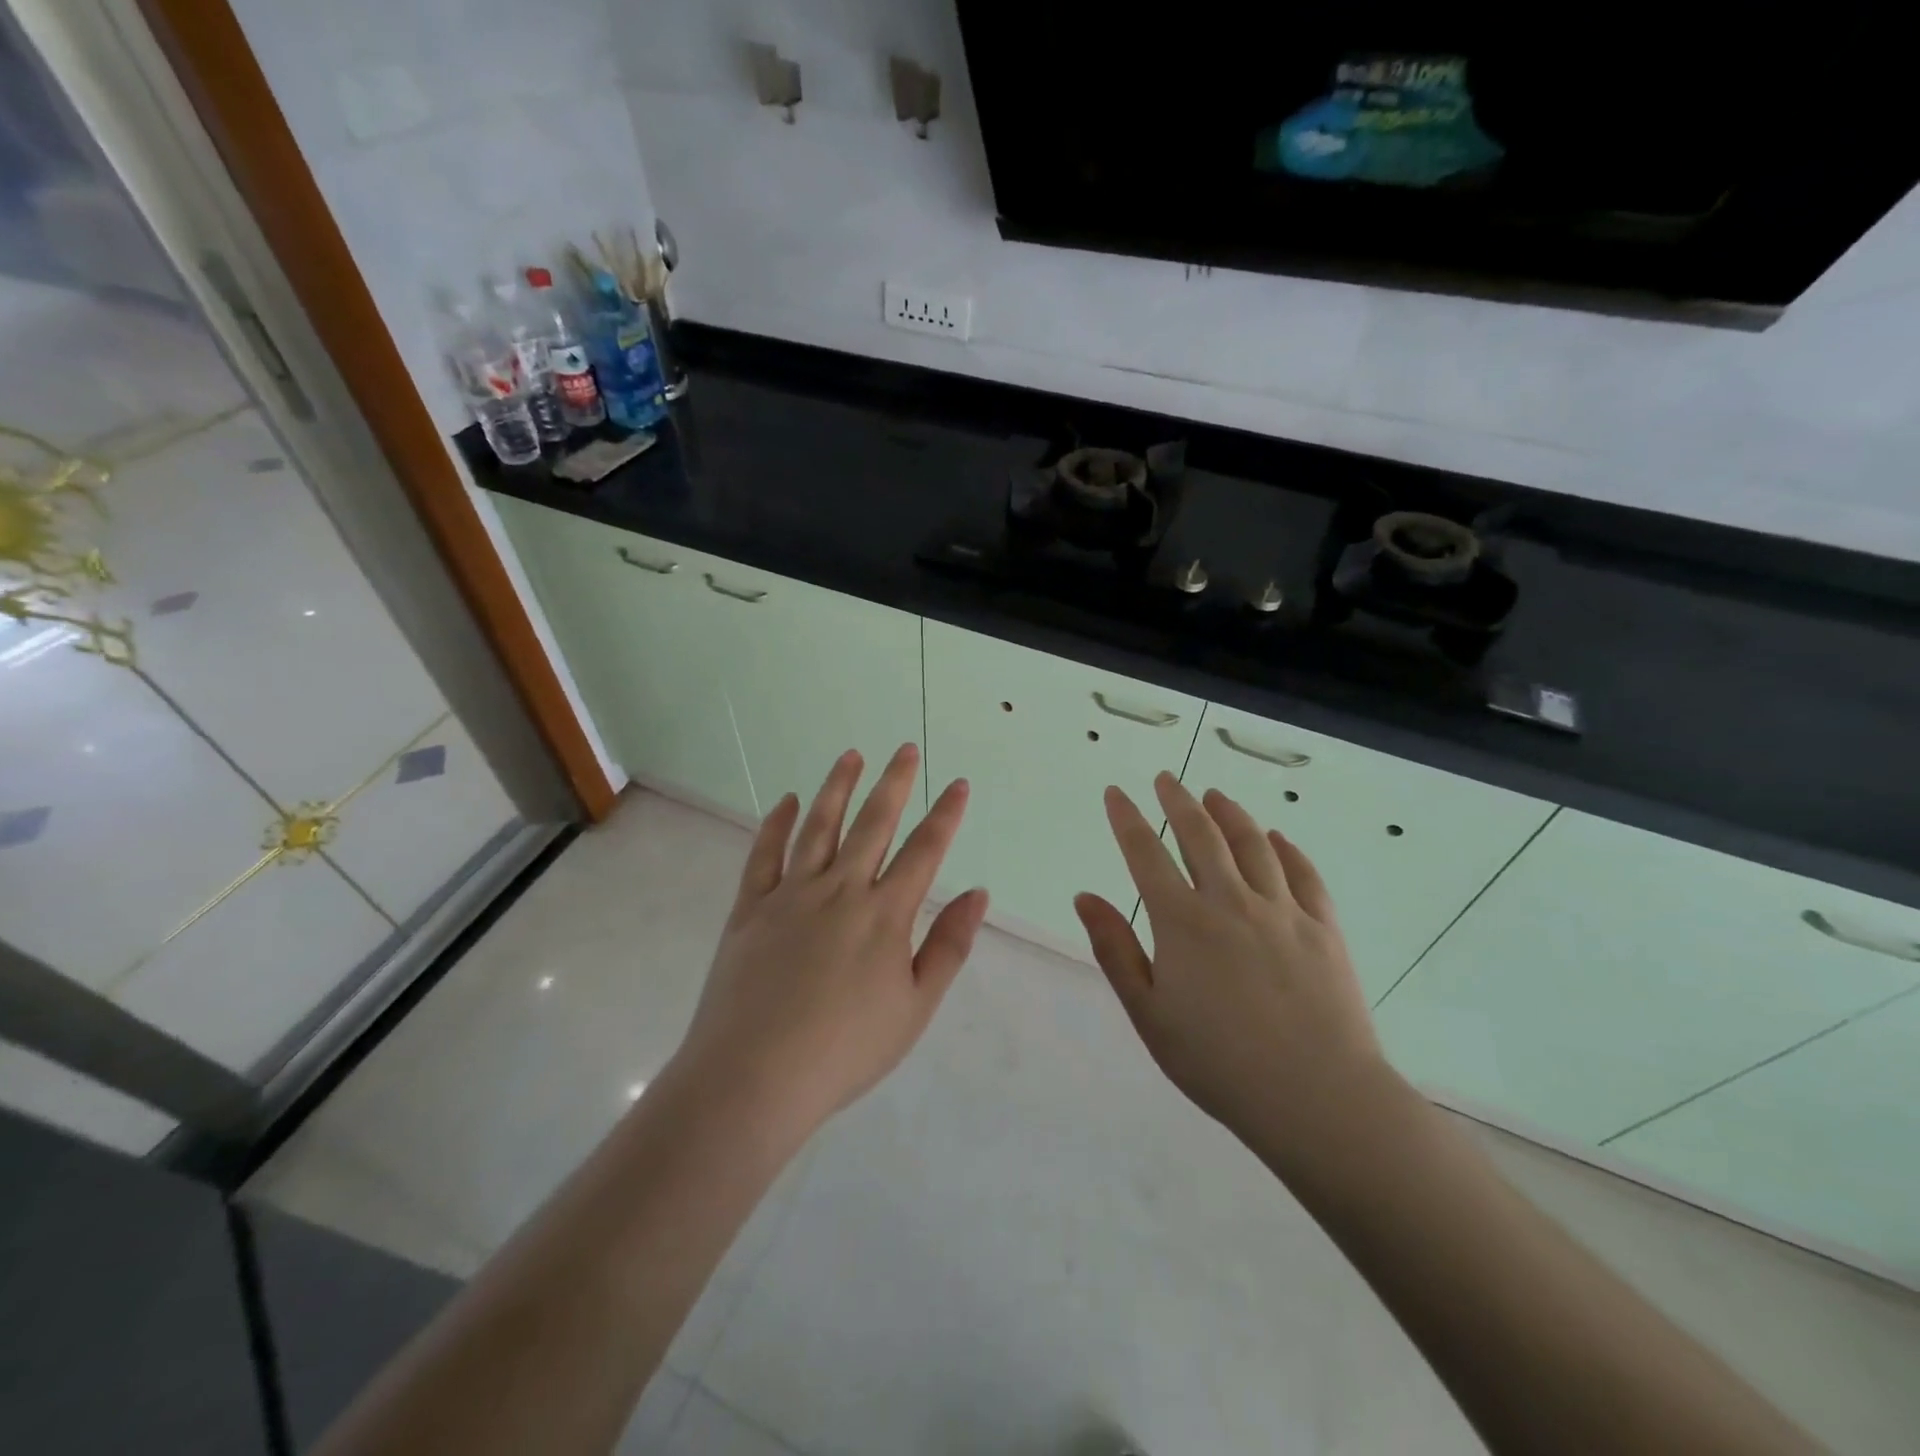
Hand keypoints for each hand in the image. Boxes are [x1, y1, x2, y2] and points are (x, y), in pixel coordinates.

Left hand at [673, 743, 988, 1143]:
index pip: (923, 850)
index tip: (956, 783)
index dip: (944, 814)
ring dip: (837, 787)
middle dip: (894, 782)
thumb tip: (978, 893)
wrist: (754, 1077)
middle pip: (873, 823)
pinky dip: (776, 824)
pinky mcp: (750, 907)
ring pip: (819, 826)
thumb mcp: (915, 1008)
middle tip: (905, 748)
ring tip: (851, 756)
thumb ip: (948, 946)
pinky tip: (787, 801)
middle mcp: (840, 889)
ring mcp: (791, 894)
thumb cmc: (846, 1050)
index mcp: (884, 914)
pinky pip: (764, 854)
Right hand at [1074, 772, 1391, 1169]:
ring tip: (1215, 796)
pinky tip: (1277, 837)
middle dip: (1178, 801)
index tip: (1116, 793)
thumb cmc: (1218, 1063)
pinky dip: (1287, 849)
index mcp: (1183, 923)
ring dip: (1230, 814)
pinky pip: (1303, 874)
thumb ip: (1115, 950)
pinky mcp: (1323, 928)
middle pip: (1201, 835)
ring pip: (1252, 844)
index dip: (1127, 819)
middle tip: (1166, 778)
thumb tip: (1085, 896)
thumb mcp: (1149, 1013)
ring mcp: (1282, 911)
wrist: (1317, 1098)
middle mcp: (1231, 902)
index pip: (1146, 854)